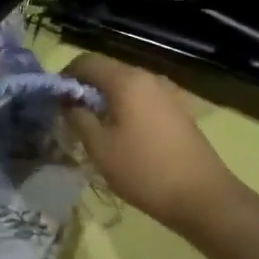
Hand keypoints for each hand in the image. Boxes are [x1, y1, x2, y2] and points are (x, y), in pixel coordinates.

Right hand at [63, 52, 239, 233]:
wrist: (202, 196)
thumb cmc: (144, 170)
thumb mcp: (99, 147)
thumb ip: (78, 117)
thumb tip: (69, 101)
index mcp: (126, 80)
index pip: (86, 61)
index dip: (66, 76)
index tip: (56, 101)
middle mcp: (148, 77)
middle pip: (108, 71)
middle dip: (87, 89)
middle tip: (73, 118)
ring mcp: (168, 92)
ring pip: (127, 86)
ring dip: (108, 100)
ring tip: (98, 130)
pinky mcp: (179, 109)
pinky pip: (144, 99)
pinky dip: (128, 108)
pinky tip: (126, 137)